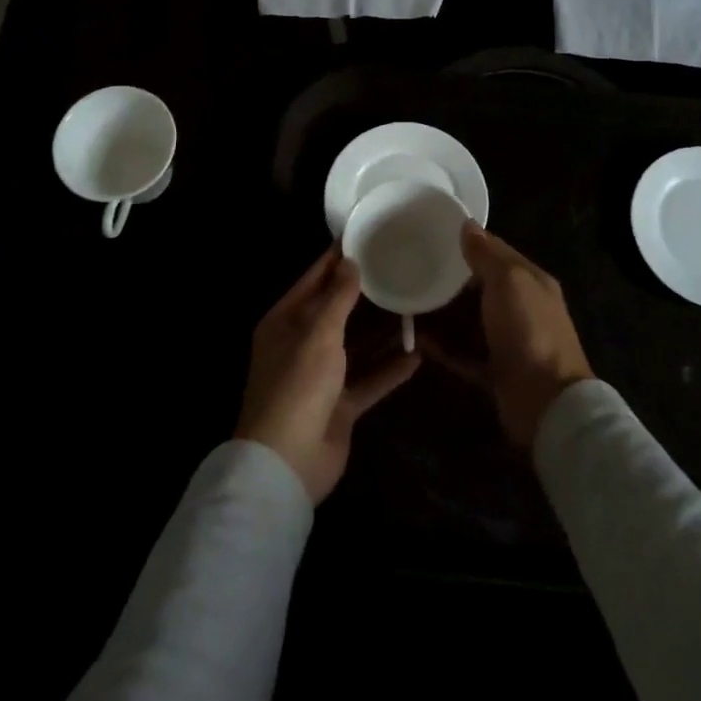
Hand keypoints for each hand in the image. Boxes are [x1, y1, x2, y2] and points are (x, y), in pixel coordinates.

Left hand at [236, 247, 420, 502]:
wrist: (288, 463)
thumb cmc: (298, 385)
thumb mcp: (318, 333)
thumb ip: (337, 297)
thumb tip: (350, 261)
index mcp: (283, 322)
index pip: (312, 280)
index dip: (335, 259)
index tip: (363, 236)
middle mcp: (300, 345)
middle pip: (335, 311)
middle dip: (362, 293)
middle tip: (397, 266)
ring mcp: (320, 377)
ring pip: (354, 345)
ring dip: (379, 331)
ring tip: (412, 305)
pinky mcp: (339, 406)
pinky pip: (368, 381)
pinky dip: (388, 370)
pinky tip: (417, 356)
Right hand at [431, 224, 592, 447]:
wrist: (547, 403)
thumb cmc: (529, 331)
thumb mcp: (509, 281)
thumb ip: (487, 254)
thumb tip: (468, 225)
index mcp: (530, 282)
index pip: (497, 253)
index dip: (469, 243)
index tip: (433, 235)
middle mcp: (521, 309)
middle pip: (480, 289)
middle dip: (450, 281)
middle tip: (413, 270)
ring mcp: (507, 343)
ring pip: (469, 322)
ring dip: (442, 315)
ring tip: (407, 304)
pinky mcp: (493, 372)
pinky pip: (462, 354)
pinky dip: (442, 348)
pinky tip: (416, 341)